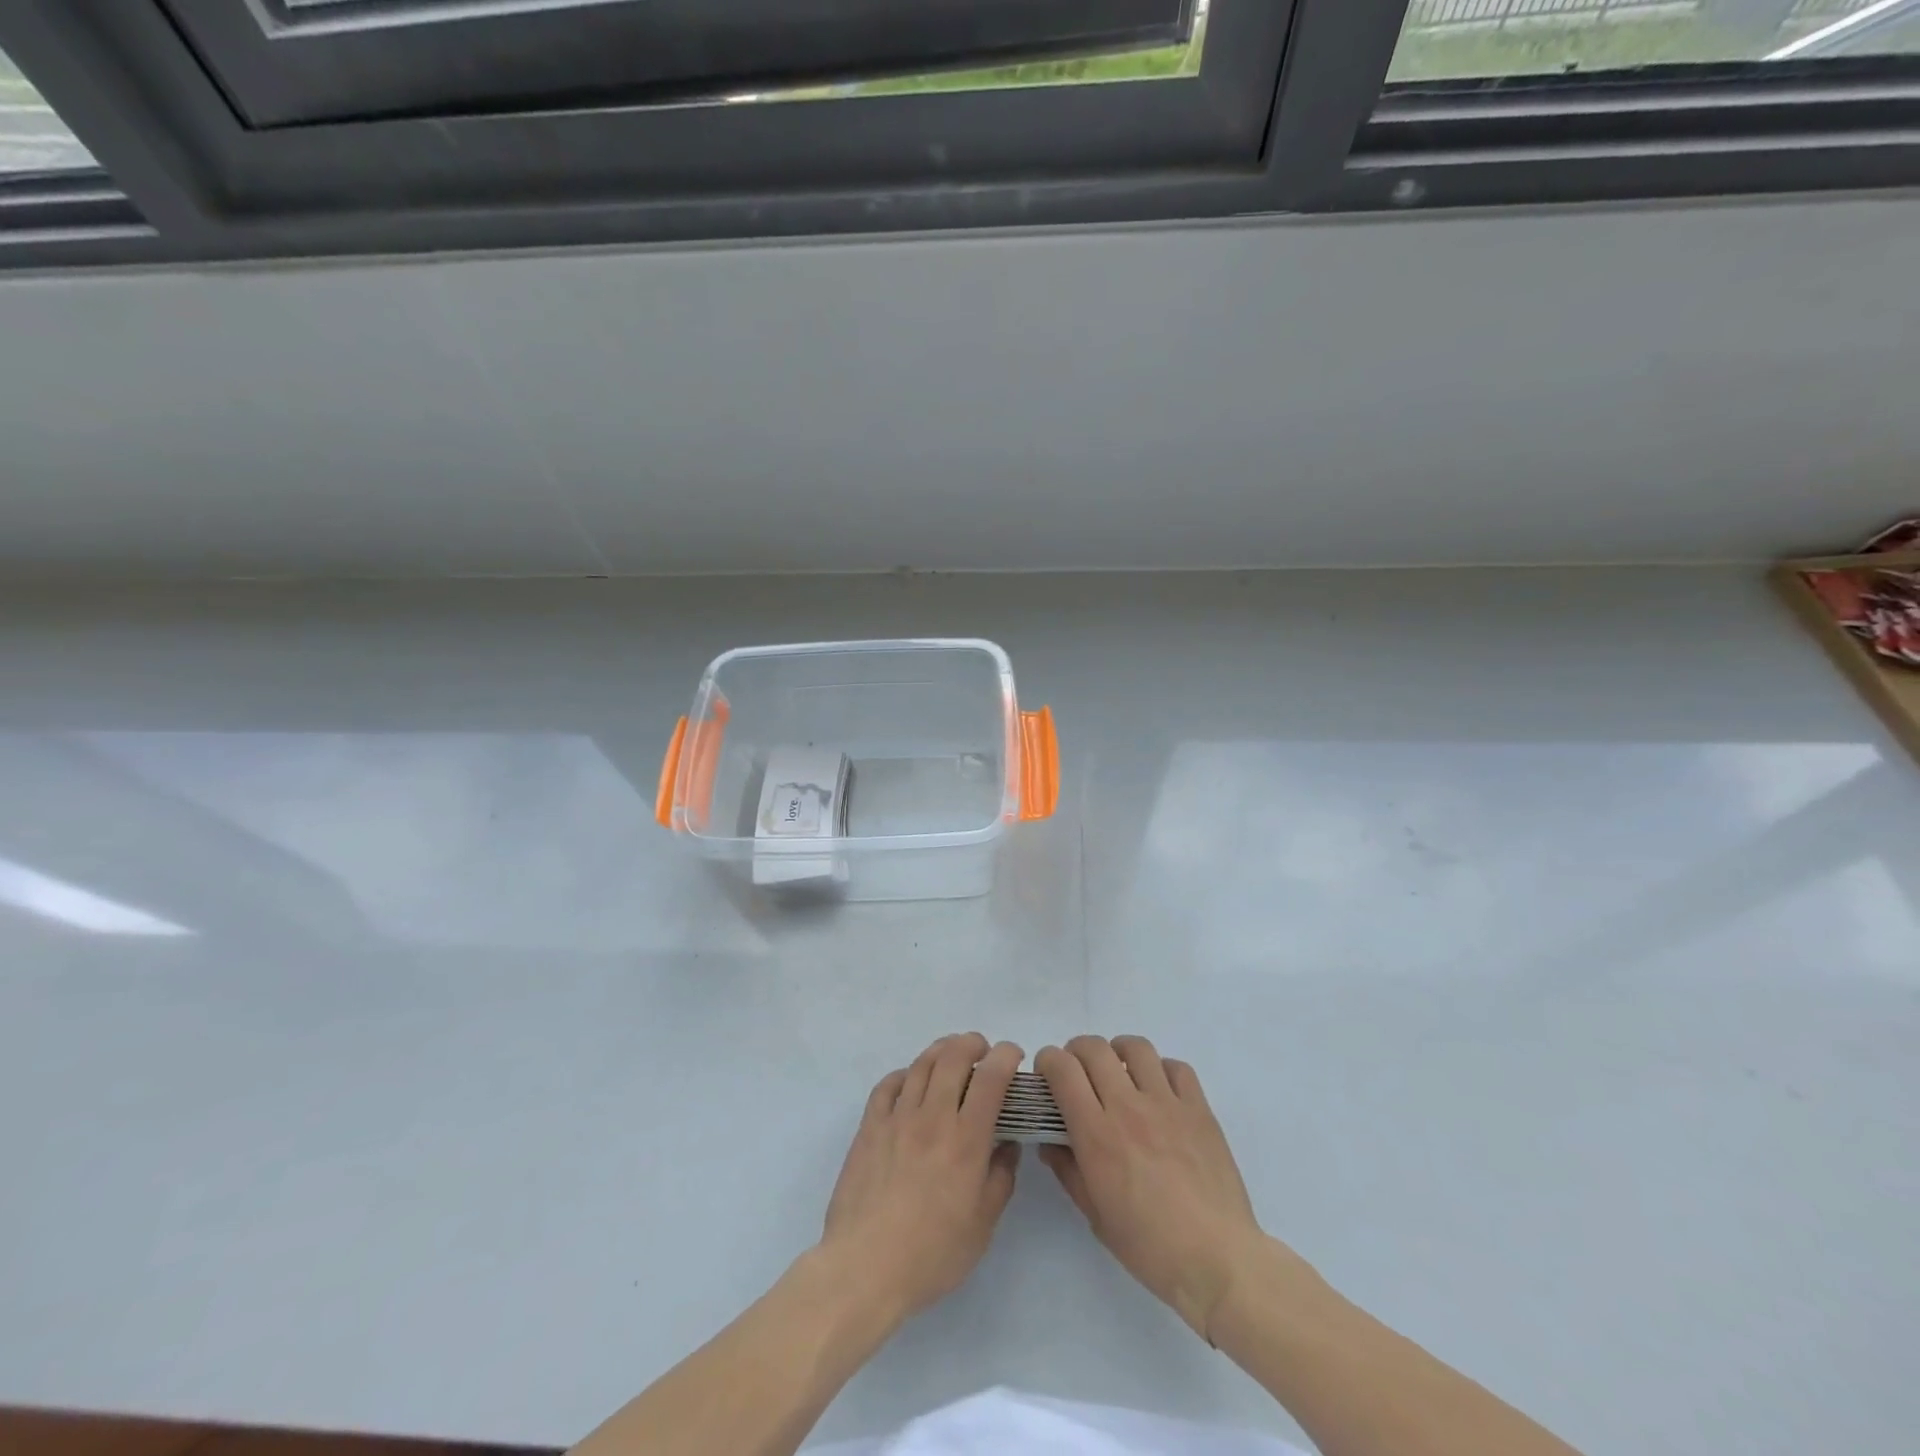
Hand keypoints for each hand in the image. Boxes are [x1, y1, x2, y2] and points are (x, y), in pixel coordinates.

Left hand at [818, 1033, 1022, 1324]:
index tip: (1013, 1056)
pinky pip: (887, 1085)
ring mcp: (897, 1118)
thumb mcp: (982, 1225)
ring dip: (941, 1050)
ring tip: (951, 1056)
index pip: (991, 1078)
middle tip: (982, 1051)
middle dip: (972, 1043)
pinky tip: (910, 1081)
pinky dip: (904, 1074)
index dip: (1005, 1056)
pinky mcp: (869, 1127)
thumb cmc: (931, 1254)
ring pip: (921, 1064)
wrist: (864, 1268)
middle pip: (953, 1056)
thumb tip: (1008, 1145)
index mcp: (966, 1140)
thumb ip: (1000, 1178)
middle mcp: (932, 1117)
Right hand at [1037, 1035, 1271, 1341]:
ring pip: (1136, 1047)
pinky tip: (1158, 1090)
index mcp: (1097, 1134)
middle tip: (1077, 1072)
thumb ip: (1067, 1170)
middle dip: (1076, 1051)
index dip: (1048, 1061)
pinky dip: (1160, 1069)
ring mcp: (1167, 1104)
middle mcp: (1128, 1107)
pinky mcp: (1199, 1109)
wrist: (1218, 1260)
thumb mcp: (1095, 1215)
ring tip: (1118, 1071)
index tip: (1047, 1074)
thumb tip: (1050, 1142)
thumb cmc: (1149, 1246)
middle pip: (1094, 1048)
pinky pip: (1176, 1067)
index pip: (1063, 1070)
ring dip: (1118, 1051)